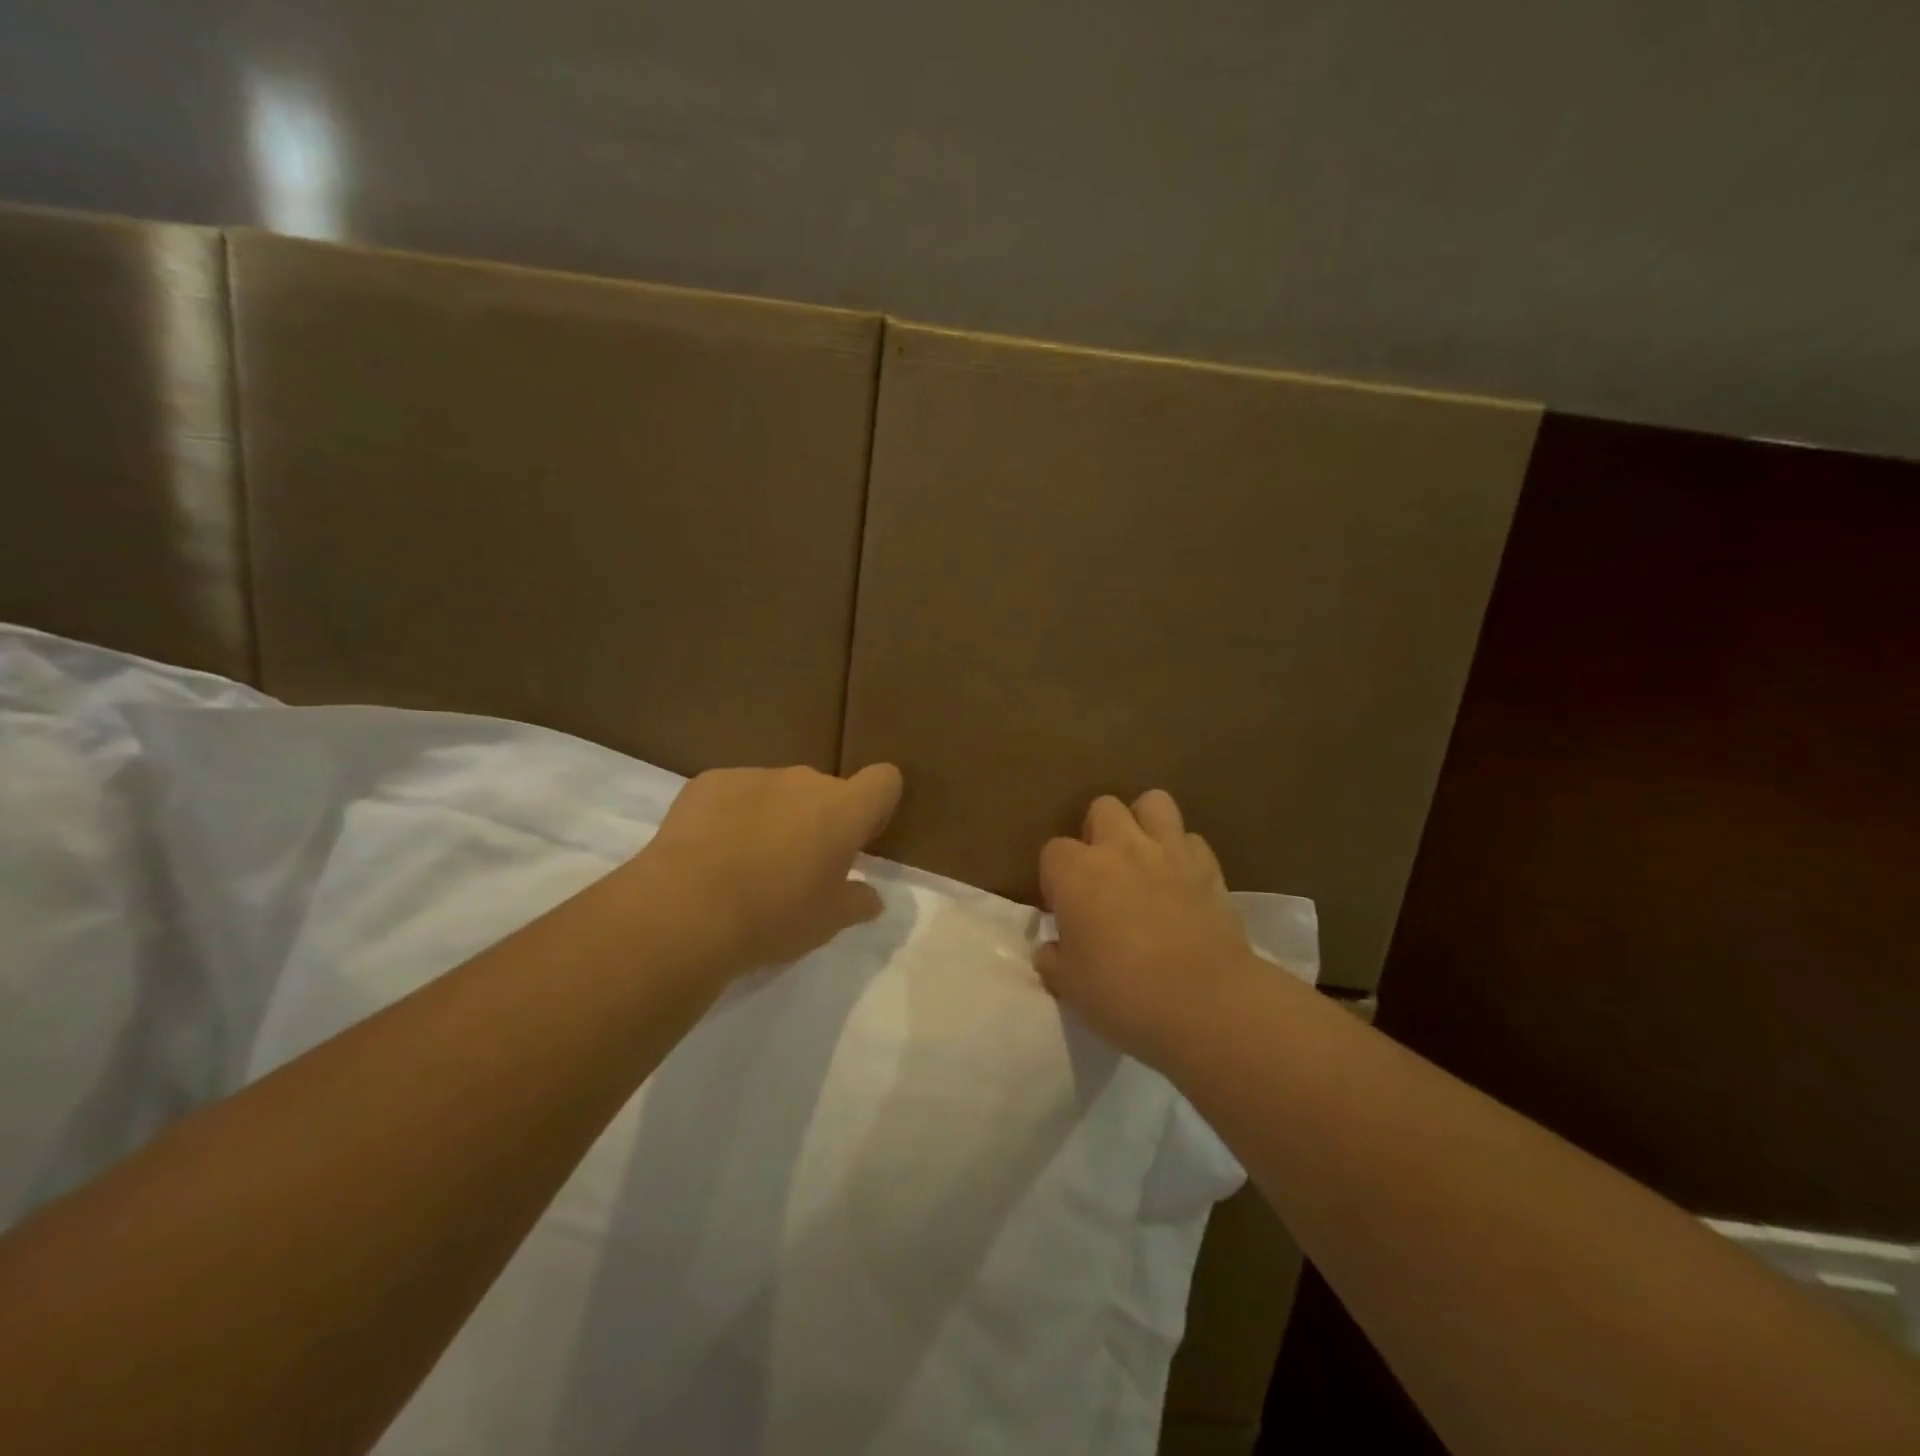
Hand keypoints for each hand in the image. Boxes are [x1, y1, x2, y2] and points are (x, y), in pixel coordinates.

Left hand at [636, 763, 902, 978]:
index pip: (884, 780)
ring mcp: (754, 776)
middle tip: (798, 867)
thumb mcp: (828, 922)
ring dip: (775, 816)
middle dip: (819, 820)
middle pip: (826, 791)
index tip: (859, 841)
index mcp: (843, 809)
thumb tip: (872, 898)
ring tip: (746, 864)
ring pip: (778, 791)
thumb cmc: (773, 916)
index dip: (877, 806)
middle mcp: (804, 780)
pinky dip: (731, 815)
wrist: (685, 910)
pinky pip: (734, 793)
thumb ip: (858, 903)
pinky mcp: (709, 782)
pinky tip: (710, 854)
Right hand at [1035, 790, 1253, 1067]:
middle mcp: (1120, 848)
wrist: (1205, 1002)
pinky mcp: (1208, 866)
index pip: (1053, 851)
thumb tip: (1050, 950)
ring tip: (1144, 857)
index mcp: (1076, 872)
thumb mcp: (1071, 987)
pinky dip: (1184, 853)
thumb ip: (1054, 961)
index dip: (1056, 878)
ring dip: (1145, 822)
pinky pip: (1191, 839)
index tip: (1065, 909)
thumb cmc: (1124, 993)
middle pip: (1102, 807)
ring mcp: (1168, 851)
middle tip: (1103, 874)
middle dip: (1098, 832)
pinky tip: (1182, 880)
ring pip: (1153, 802)